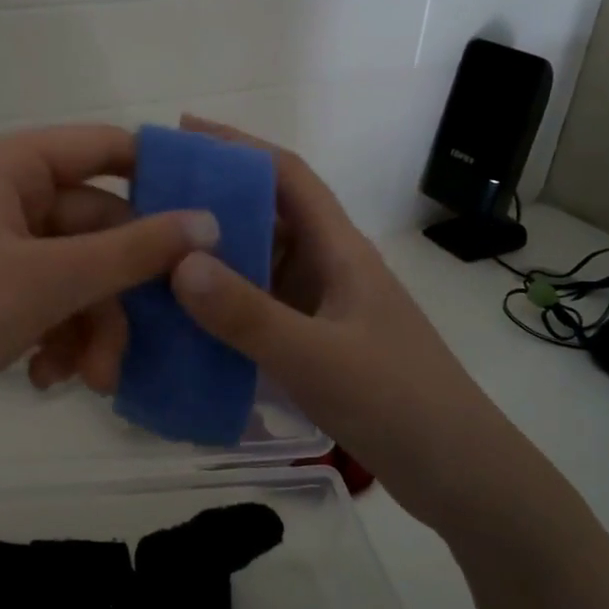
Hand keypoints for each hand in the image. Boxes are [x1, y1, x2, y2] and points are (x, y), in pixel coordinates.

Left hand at [0, 125, 217, 459]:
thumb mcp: (46, 281)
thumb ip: (131, 251)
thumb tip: (208, 221)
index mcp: (12, 167)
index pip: (107, 149)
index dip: (160, 181)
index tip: (208, 227)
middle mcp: (7, 198)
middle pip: (99, 229)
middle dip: (118, 295)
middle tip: (137, 347)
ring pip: (80, 276)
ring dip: (93, 328)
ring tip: (90, 381)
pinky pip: (51, 304)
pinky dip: (60, 340)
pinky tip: (47, 380)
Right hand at [165, 116, 497, 523]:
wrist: (461, 475)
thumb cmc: (397, 402)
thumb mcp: (315, 358)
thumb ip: (246, 314)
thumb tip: (177, 261)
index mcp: (340, 251)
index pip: (288, 177)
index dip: (239, 146)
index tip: (183, 133)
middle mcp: (330, 269)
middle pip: (268, 219)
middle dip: (213, 204)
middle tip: (148, 204)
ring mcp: (324, 310)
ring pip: (261, 268)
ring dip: (215, 260)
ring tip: (154, 259)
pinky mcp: (317, 345)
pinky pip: (261, 312)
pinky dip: (226, 309)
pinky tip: (187, 324)